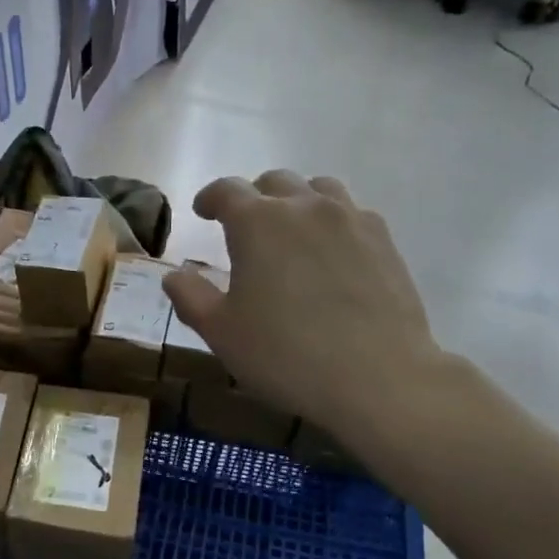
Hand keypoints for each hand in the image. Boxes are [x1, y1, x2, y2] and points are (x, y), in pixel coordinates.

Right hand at [163, 171, 454, 467]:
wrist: (377, 376)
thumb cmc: (285, 355)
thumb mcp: (221, 333)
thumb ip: (191, 297)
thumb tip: (175, 276)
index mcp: (257, 222)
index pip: (226, 190)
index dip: (210, 198)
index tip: (202, 211)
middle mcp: (305, 207)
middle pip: (274, 182)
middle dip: (253, 198)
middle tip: (243, 227)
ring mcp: (351, 219)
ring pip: (318, 189)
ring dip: (296, 202)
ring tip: (290, 233)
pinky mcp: (383, 240)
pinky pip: (351, 213)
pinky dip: (331, 222)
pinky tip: (330, 254)